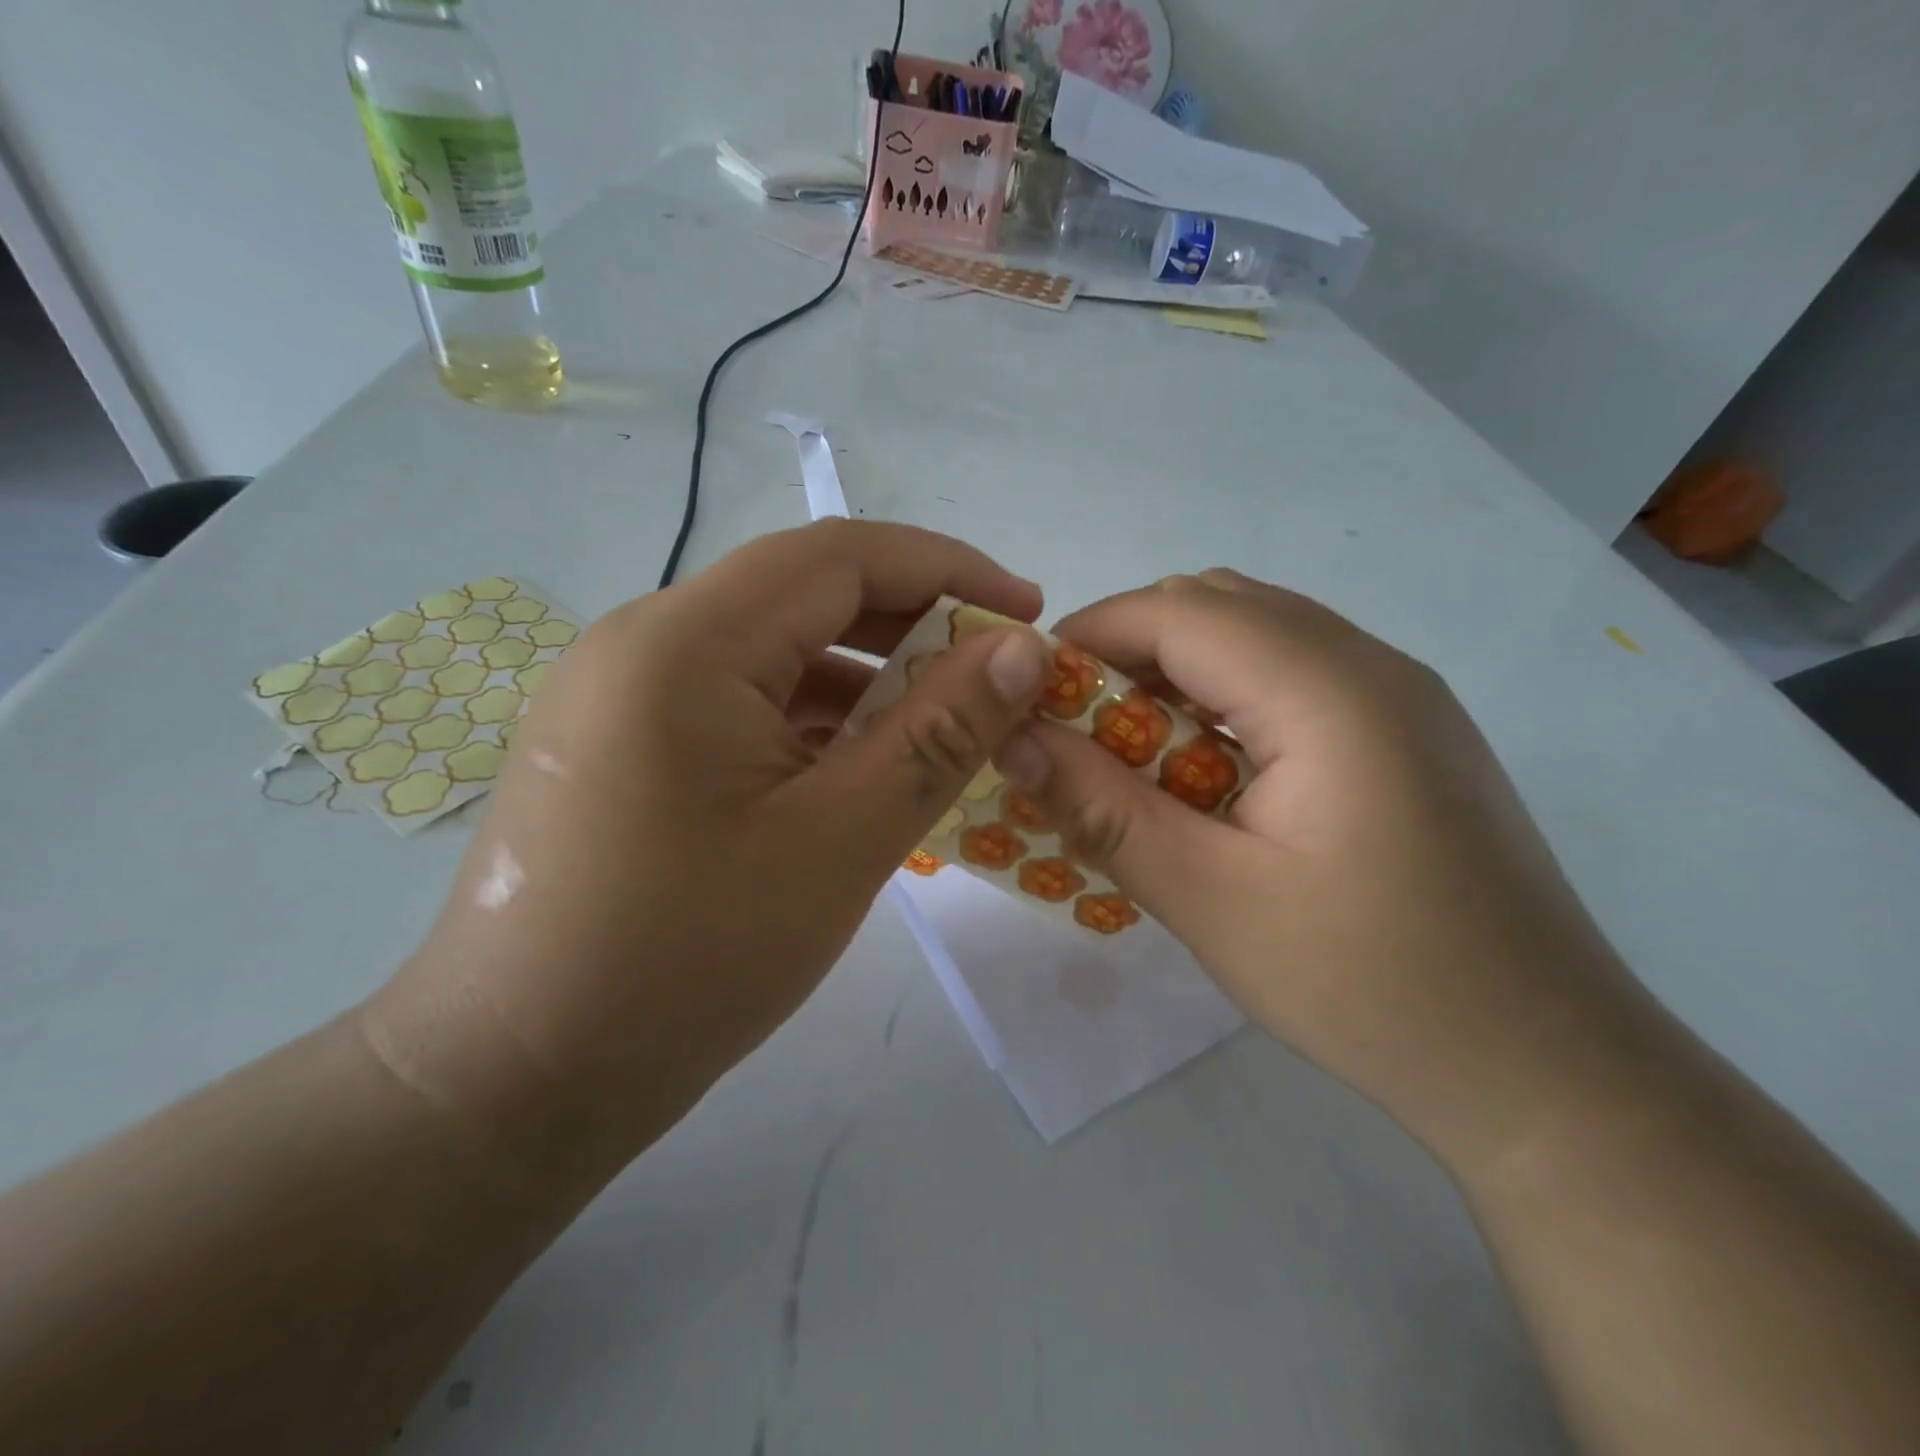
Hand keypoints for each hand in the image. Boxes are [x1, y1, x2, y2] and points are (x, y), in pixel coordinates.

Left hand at [364, 521, 1048, 1173]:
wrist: (514, 1081)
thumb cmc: (685, 962)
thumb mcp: (839, 842)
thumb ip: (939, 734)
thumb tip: (1022, 652)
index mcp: (684, 641)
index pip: (838, 554)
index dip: (946, 569)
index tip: (1027, 611)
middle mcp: (642, 641)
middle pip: (803, 594)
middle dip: (911, 622)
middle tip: (995, 672)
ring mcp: (622, 693)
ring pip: (772, 651)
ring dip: (864, 676)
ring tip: (941, 725)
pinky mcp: (622, 743)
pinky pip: (738, 700)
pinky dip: (811, 718)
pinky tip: (857, 766)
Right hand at [993, 570, 1648, 1162]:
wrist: (1544, 1066)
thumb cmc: (1369, 984)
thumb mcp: (1209, 899)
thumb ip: (1102, 808)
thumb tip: (1011, 739)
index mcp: (1328, 691)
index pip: (1178, 611)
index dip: (1088, 636)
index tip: (1027, 694)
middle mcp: (1371, 664)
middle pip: (1217, 605)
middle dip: (1127, 650)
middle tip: (1074, 729)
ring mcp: (1400, 694)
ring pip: (1256, 634)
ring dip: (1177, 673)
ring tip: (1131, 753)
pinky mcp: (1409, 731)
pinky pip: (1294, 674)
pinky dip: (1227, 697)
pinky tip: (1207, 773)